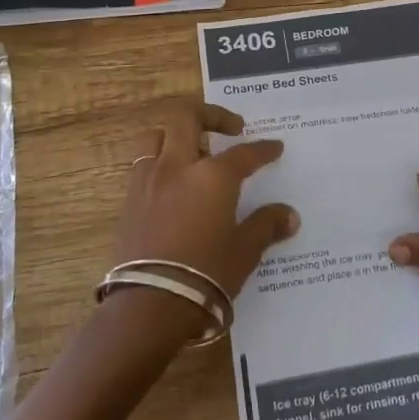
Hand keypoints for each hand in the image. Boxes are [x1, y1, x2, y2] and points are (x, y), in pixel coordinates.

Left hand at [109, 101, 298, 328]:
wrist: (150, 304)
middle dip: (212, 115)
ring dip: (176, 135)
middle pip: (188, 119)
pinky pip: (142, 164)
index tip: (274, 148)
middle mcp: (178, 167)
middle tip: (231, 128)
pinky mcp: (129, 200)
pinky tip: (172, 183)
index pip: (244, 154)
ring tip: (193, 151)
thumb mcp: (244, 251)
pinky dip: (160, 161)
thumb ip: (266, 226)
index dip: (263, 149)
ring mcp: (148, 181)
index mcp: (213, 176)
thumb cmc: (206, 274)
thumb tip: (289, 216)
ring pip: (156, 136)